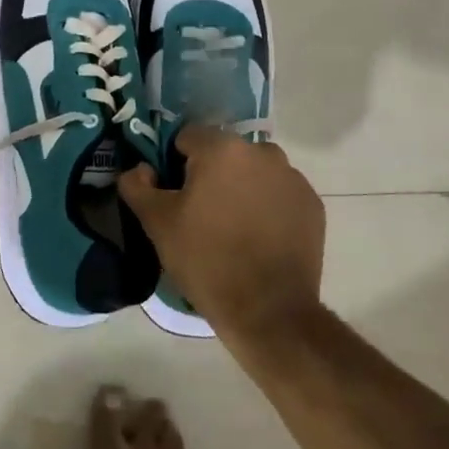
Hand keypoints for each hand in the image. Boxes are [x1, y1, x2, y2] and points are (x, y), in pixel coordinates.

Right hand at [118, 127, 324, 343]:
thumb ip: (137, 185)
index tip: (174, 195)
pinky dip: (267, 206)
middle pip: (224, 153)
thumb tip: (139, 169)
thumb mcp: (157, 223)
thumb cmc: (206, 259)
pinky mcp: (312, 205)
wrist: (269, 311)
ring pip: (254, 171)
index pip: (188, 137)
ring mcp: (292, 178)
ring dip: (241, 187)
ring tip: (232, 227)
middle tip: (200, 214)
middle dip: (210, 174)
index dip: (175, 163)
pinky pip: (279, 193)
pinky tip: (258, 238)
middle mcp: (262, 152)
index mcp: (222, 148)